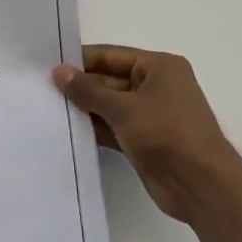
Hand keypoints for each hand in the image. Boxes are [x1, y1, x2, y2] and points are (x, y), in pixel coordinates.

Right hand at [54, 45, 241, 224]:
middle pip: (109, 80)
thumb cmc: (167, 134)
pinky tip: (67, 132)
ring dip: (84, 110)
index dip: (80, 61)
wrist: (201, 186)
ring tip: (48, 111)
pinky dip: (94, 129)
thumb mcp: (124, 108)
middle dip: (80, 87)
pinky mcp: (145, 140)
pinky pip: (114, 128)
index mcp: (159, 67)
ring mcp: (151, 115)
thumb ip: (88, 90)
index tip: (47, 67)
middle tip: (40, 91)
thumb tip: (59, 71)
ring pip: (110, 106)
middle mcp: (156, 86)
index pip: (111, 56)